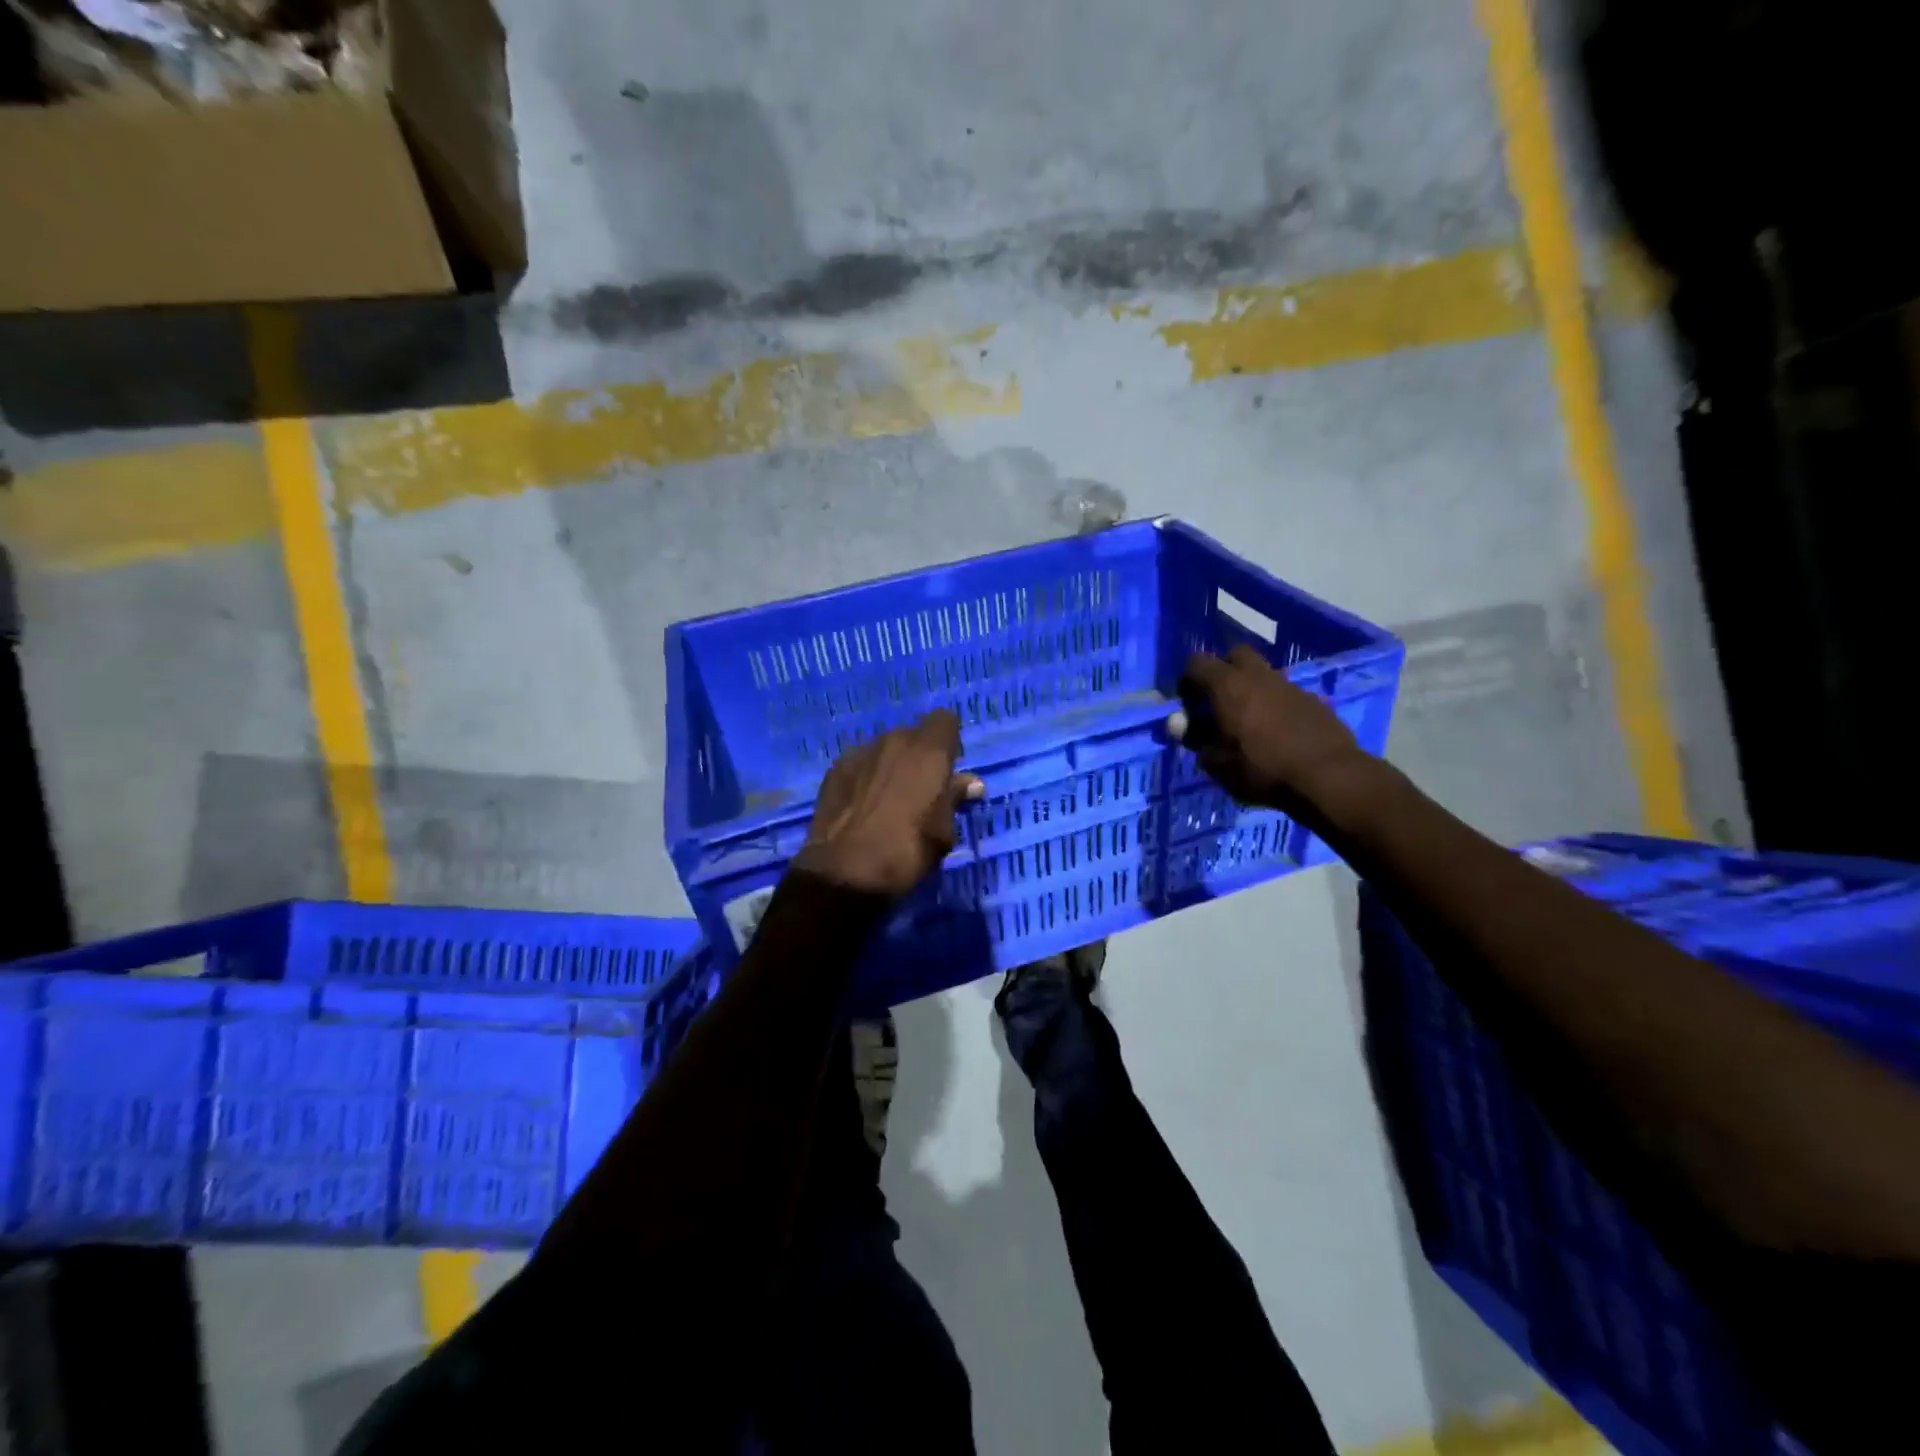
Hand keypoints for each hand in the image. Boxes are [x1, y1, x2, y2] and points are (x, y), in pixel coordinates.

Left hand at [793, 710, 983, 896]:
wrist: (845, 871)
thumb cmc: (907, 851)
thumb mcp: (943, 832)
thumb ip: (954, 799)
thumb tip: (971, 783)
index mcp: (928, 751)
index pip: (945, 720)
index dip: (948, 743)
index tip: (948, 770)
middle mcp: (894, 741)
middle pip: (912, 735)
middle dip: (918, 756)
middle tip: (921, 790)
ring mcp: (860, 752)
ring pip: (884, 749)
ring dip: (891, 766)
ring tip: (888, 800)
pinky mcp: (834, 769)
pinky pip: (860, 764)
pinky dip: (866, 777)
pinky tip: (863, 805)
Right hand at [1176, 645, 1364, 808]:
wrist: (1328, 776)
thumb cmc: (1261, 769)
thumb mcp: (1217, 763)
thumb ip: (1195, 738)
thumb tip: (1179, 724)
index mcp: (1227, 685)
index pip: (1196, 662)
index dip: (1187, 679)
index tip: (1187, 702)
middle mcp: (1258, 675)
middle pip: (1236, 654)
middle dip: (1223, 669)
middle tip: (1218, 699)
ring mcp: (1289, 685)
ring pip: (1263, 673)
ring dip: (1252, 687)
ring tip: (1248, 718)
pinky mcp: (1314, 700)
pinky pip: (1286, 693)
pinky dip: (1276, 704)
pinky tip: (1278, 730)